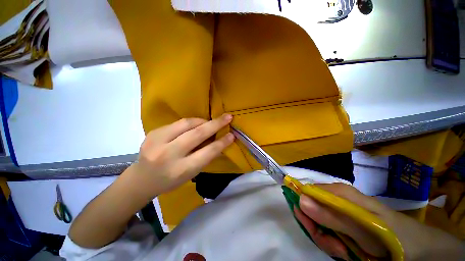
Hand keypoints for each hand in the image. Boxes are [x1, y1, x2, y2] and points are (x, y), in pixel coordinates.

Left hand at [125, 114, 234, 198]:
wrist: (141, 179)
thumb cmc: (170, 180)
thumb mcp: (191, 174)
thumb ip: (205, 157)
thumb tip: (218, 141)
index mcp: (181, 170)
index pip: (207, 152)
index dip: (222, 142)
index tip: (232, 135)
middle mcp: (168, 155)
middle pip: (197, 134)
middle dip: (215, 124)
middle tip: (228, 117)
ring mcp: (157, 141)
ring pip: (186, 124)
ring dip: (203, 121)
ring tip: (211, 122)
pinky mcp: (153, 133)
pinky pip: (177, 123)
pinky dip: (191, 122)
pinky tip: (196, 125)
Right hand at [293, 183, 464, 260]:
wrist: (414, 249)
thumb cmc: (389, 233)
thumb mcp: (361, 226)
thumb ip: (331, 214)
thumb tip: (300, 199)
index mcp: (337, 192)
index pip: (307, 193)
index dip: (303, 207)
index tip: (308, 224)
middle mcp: (335, 201)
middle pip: (311, 211)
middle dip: (317, 230)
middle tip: (335, 245)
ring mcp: (339, 215)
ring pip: (318, 226)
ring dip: (327, 241)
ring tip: (345, 251)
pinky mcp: (343, 228)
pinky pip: (327, 236)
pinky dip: (333, 246)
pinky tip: (346, 252)